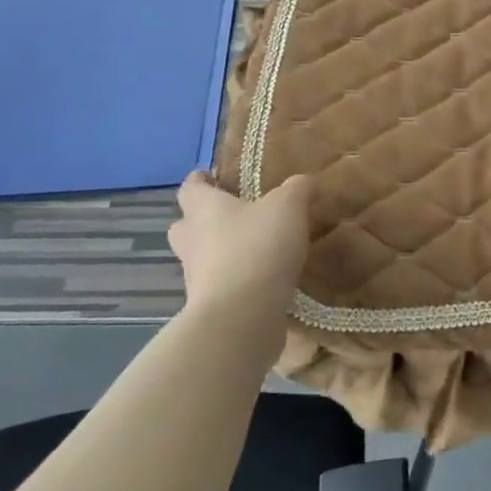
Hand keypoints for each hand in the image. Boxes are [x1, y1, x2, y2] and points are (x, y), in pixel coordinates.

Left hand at [168, 173, 311, 325]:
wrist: (242, 314)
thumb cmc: (258, 246)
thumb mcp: (289, 206)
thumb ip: (297, 188)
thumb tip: (304, 182)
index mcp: (203, 209)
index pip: (190, 187)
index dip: (201, 180)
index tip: (213, 176)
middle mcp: (191, 240)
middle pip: (186, 225)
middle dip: (203, 219)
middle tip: (233, 215)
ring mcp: (196, 276)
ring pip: (201, 256)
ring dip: (221, 252)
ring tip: (255, 248)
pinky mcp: (209, 305)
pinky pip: (220, 284)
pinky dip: (236, 279)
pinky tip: (263, 278)